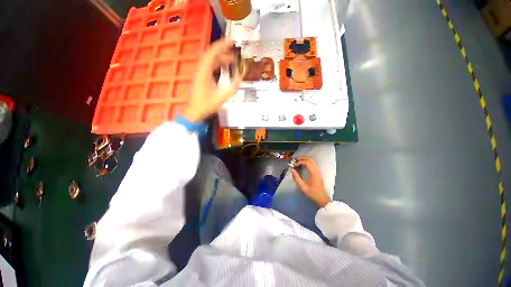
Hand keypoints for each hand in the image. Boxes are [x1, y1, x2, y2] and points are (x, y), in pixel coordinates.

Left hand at [183, 38, 241, 122]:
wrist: (194, 113)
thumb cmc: (206, 105)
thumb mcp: (221, 97)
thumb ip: (232, 87)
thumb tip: (241, 77)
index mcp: (204, 72)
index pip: (212, 53)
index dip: (221, 45)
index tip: (231, 41)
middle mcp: (201, 70)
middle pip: (211, 55)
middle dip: (223, 51)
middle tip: (235, 51)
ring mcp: (201, 74)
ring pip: (211, 62)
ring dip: (221, 59)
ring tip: (233, 61)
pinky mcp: (202, 79)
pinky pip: (210, 68)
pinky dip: (218, 66)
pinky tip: (225, 69)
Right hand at [291, 157, 330, 207]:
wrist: (321, 198)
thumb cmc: (312, 193)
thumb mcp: (302, 187)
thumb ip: (297, 178)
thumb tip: (292, 170)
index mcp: (314, 174)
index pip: (307, 163)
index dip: (300, 162)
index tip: (294, 165)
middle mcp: (317, 171)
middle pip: (310, 160)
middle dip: (302, 158)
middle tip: (295, 160)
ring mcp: (318, 172)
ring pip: (312, 161)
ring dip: (305, 160)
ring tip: (298, 162)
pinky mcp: (318, 173)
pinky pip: (313, 164)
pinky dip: (307, 162)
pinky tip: (302, 165)